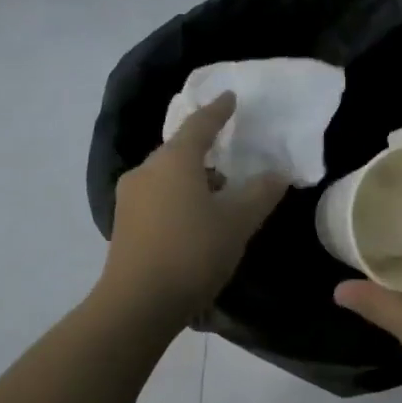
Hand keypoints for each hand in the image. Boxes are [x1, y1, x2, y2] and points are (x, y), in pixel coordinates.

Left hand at [98, 93, 288, 324]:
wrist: (137, 304)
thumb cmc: (192, 253)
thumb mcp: (237, 223)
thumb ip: (260, 193)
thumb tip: (277, 174)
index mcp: (174, 160)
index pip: (200, 124)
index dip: (218, 110)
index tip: (230, 98)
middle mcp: (146, 170)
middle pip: (180, 150)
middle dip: (206, 150)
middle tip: (232, 154)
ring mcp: (130, 197)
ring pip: (167, 175)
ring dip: (193, 178)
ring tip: (219, 194)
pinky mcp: (124, 224)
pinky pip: (157, 197)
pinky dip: (178, 197)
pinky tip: (194, 219)